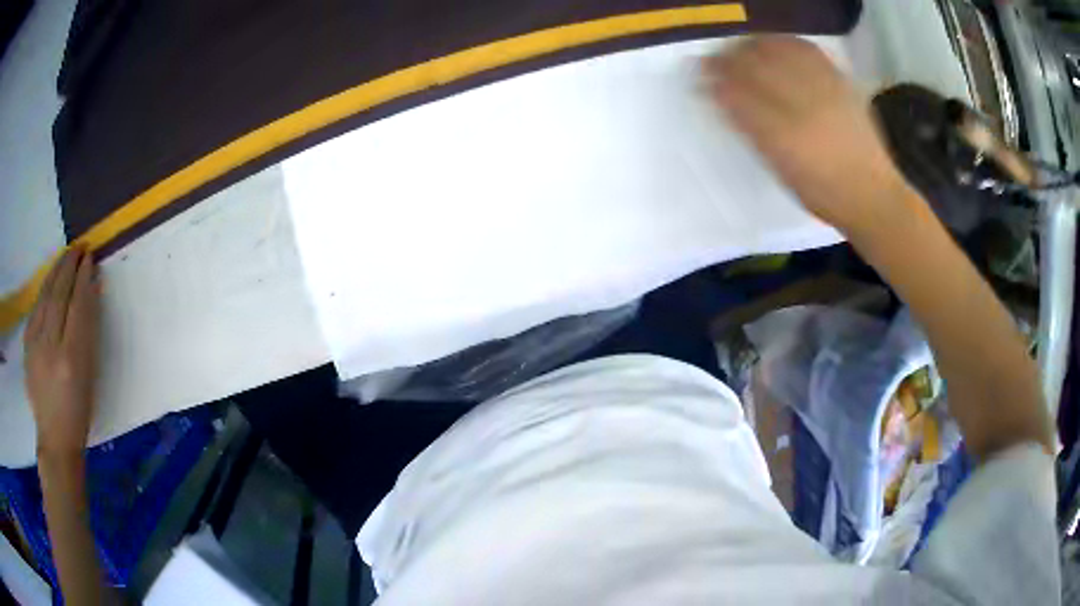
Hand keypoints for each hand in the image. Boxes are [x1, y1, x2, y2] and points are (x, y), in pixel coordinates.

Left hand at [24, 247, 100, 458]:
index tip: (91, 258)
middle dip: (70, 267)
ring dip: (56, 271)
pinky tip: (50, 281)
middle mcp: (50, 347)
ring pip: (45, 297)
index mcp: (71, 360)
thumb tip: (91, 292)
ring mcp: (35, 345)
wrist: (55, 439)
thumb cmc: (79, 412)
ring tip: (66, 255)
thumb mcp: (89, 377)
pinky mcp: (26, 345)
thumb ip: (88, 333)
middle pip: (59, 295)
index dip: (84, 279)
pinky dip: (45, 289)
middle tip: (80, 247)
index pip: (78, 306)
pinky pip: (36, 308)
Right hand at [702, 36, 907, 235]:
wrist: (872, 195)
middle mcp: (801, 104)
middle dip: (731, 58)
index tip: (702, 75)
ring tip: (745, 49)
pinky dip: (788, 43)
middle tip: (718, 60)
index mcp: (782, 134)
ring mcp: (824, 90)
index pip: (737, 92)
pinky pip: (810, 51)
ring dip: (756, 45)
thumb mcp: (781, 169)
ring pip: (781, 51)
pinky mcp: (842, 83)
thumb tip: (725, 98)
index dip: (715, 79)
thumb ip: (753, 131)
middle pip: (755, 65)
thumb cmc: (823, 192)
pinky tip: (780, 46)